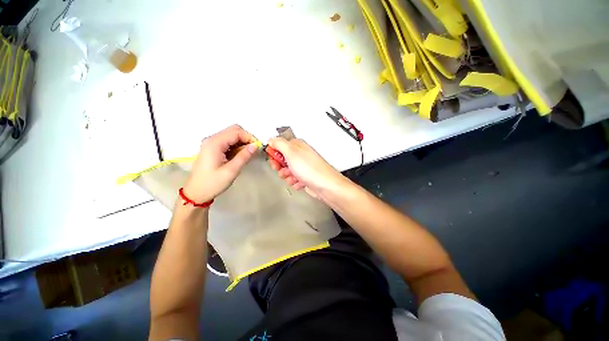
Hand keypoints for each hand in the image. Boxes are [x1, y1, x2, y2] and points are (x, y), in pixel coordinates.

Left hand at [183, 125, 257, 202]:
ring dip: (242, 142)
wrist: (196, 193)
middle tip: (253, 151)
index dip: (249, 137)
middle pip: (234, 130)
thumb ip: (244, 156)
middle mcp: (212, 139)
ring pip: (232, 135)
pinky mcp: (213, 148)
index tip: (257, 148)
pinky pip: (228, 142)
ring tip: (247, 155)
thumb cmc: (212, 183)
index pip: (236, 132)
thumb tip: (255, 146)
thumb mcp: (231, 171)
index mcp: (214, 143)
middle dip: (246, 138)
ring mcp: (212, 143)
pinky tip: (240, 156)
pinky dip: (237, 146)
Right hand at [267, 137, 343, 196]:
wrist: (325, 185)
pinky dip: (295, 182)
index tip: (274, 159)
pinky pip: (293, 179)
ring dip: (287, 176)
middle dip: (280, 167)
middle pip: (282, 159)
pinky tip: (300, 182)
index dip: (274, 153)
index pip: (280, 145)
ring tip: (294, 177)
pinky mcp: (305, 177)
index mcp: (297, 146)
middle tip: (283, 170)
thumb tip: (271, 139)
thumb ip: (279, 143)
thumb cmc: (310, 169)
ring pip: (287, 171)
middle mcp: (300, 155)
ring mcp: (303, 167)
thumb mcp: (291, 152)